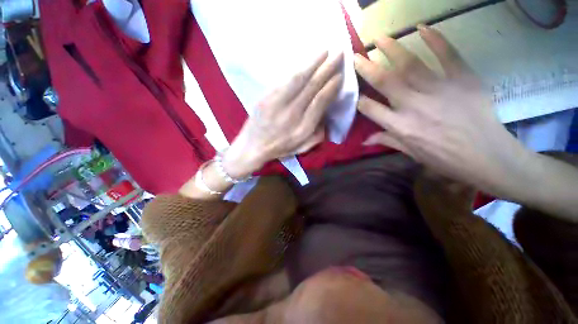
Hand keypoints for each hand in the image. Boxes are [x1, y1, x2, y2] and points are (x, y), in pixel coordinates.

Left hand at [222, 52, 343, 178]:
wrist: (253, 146)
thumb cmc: (280, 148)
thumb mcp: (302, 147)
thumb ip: (318, 134)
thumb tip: (326, 115)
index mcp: (302, 129)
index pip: (320, 102)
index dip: (331, 87)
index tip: (339, 75)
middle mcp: (292, 115)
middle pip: (312, 87)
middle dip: (327, 69)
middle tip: (339, 54)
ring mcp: (277, 104)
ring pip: (298, 79)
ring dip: (313, 63)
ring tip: (325, 51)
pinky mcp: (266, 97)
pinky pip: (284, 80)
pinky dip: (296, 69)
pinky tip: (305, 62)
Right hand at [353, 25, 530, 196]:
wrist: (487, 156)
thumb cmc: (445, 159)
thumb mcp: (411, 153)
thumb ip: (387, 141)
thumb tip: (365, 140)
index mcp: (400, 126)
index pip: (370, 109)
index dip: (359, 99)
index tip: (355, 92)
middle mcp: (413, 105)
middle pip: (385, 82)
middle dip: (367, 67)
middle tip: (357, 55)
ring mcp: (439, 89)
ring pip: (410, 64)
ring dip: (392, 48)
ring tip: (380, 37)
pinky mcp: (463, 79)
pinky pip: (447, 54)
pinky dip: (436, 39)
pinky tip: (423, 27)